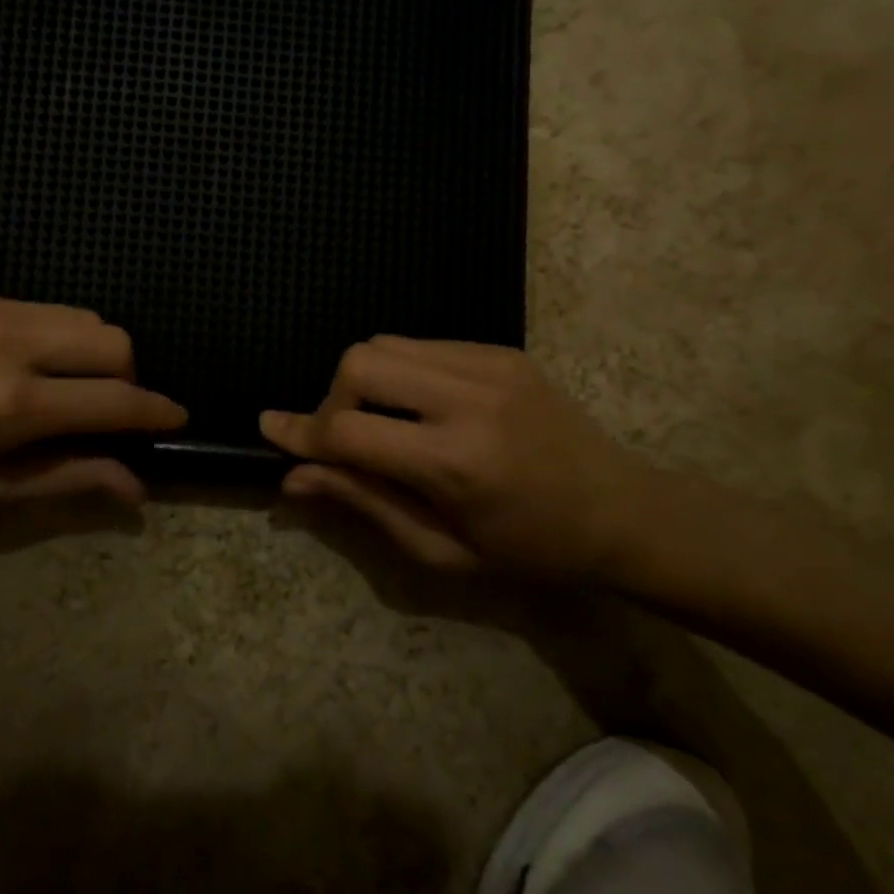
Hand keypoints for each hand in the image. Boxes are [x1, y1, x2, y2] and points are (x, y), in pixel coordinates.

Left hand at [0, 293, 185, 507]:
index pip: (114, 400)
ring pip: (82, 315)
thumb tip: (134, 487)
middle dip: (128, 377)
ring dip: (93, 352)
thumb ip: (64, 478)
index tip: (177, 419)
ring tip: (63, 387)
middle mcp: (13, 342)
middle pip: (114, 340)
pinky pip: (41, 308)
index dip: (155, 412)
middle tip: (104, 412)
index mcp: (13, 404)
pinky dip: (55, 336)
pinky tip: (21, 365)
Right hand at [260, 337, 654, 579]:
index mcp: (454, 462)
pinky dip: (400, 370)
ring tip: (383, 421)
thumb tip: (294, 476)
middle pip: (360, 363)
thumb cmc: (530, 550)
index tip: (271, 430)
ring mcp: (488, 364)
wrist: (623, 512)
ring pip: (386, 343)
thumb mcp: (440, 548)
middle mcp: (468, 398)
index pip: (349, 430)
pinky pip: (422, 343)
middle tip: (347, 439)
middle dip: (334, 400)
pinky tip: (420, 406)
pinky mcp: (500, 350)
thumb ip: (362, 502)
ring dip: (364, 380)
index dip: (302, 433)